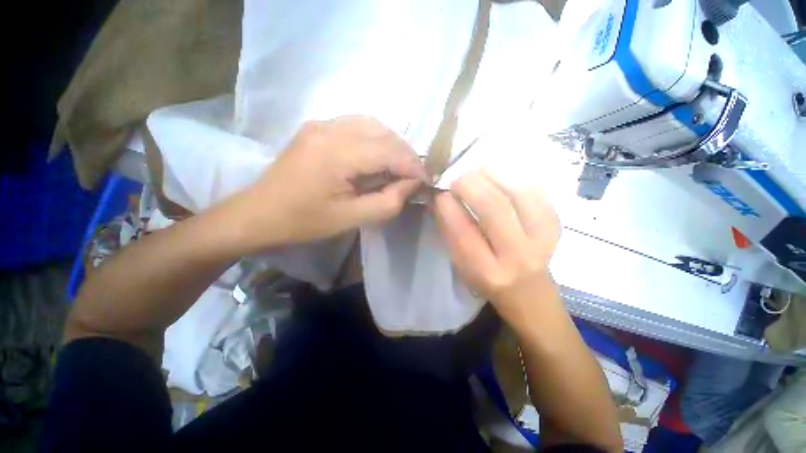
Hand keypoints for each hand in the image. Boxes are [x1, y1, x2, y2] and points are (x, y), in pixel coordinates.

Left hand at [232, 116, 425, 249]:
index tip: (426, 182)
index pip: (389, 151)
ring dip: (392, 145)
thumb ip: (387, 202)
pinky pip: (357, 125)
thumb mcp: (351, 218)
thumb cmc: (304, 221)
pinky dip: (376, 139)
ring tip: (399, 167)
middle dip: (405, 155)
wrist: (259, 213)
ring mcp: (321, 123)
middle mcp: (330, 129)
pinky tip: (377, 157)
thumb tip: (412, 185)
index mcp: (336, 154)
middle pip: (384, 132)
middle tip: (413, 177)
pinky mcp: (317, 127)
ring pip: (373, 124)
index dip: (412, 166)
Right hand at [434, 170, 560, 323]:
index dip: (448, 207)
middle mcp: (517, 256)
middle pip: (495, 208)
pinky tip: (501, 171)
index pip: (464, 232)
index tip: (439, 192)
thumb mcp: (460, 264)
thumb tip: (439, 198)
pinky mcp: (556, 224)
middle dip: (471, 185)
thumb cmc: (487, 279)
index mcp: (487, 271)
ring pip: (519, 193)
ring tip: (478, 167)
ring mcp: (542, 238)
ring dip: (495, 174)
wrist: (529, 292)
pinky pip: (537, 190)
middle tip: (457, 177)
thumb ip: (449, 231)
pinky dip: (517, 175)